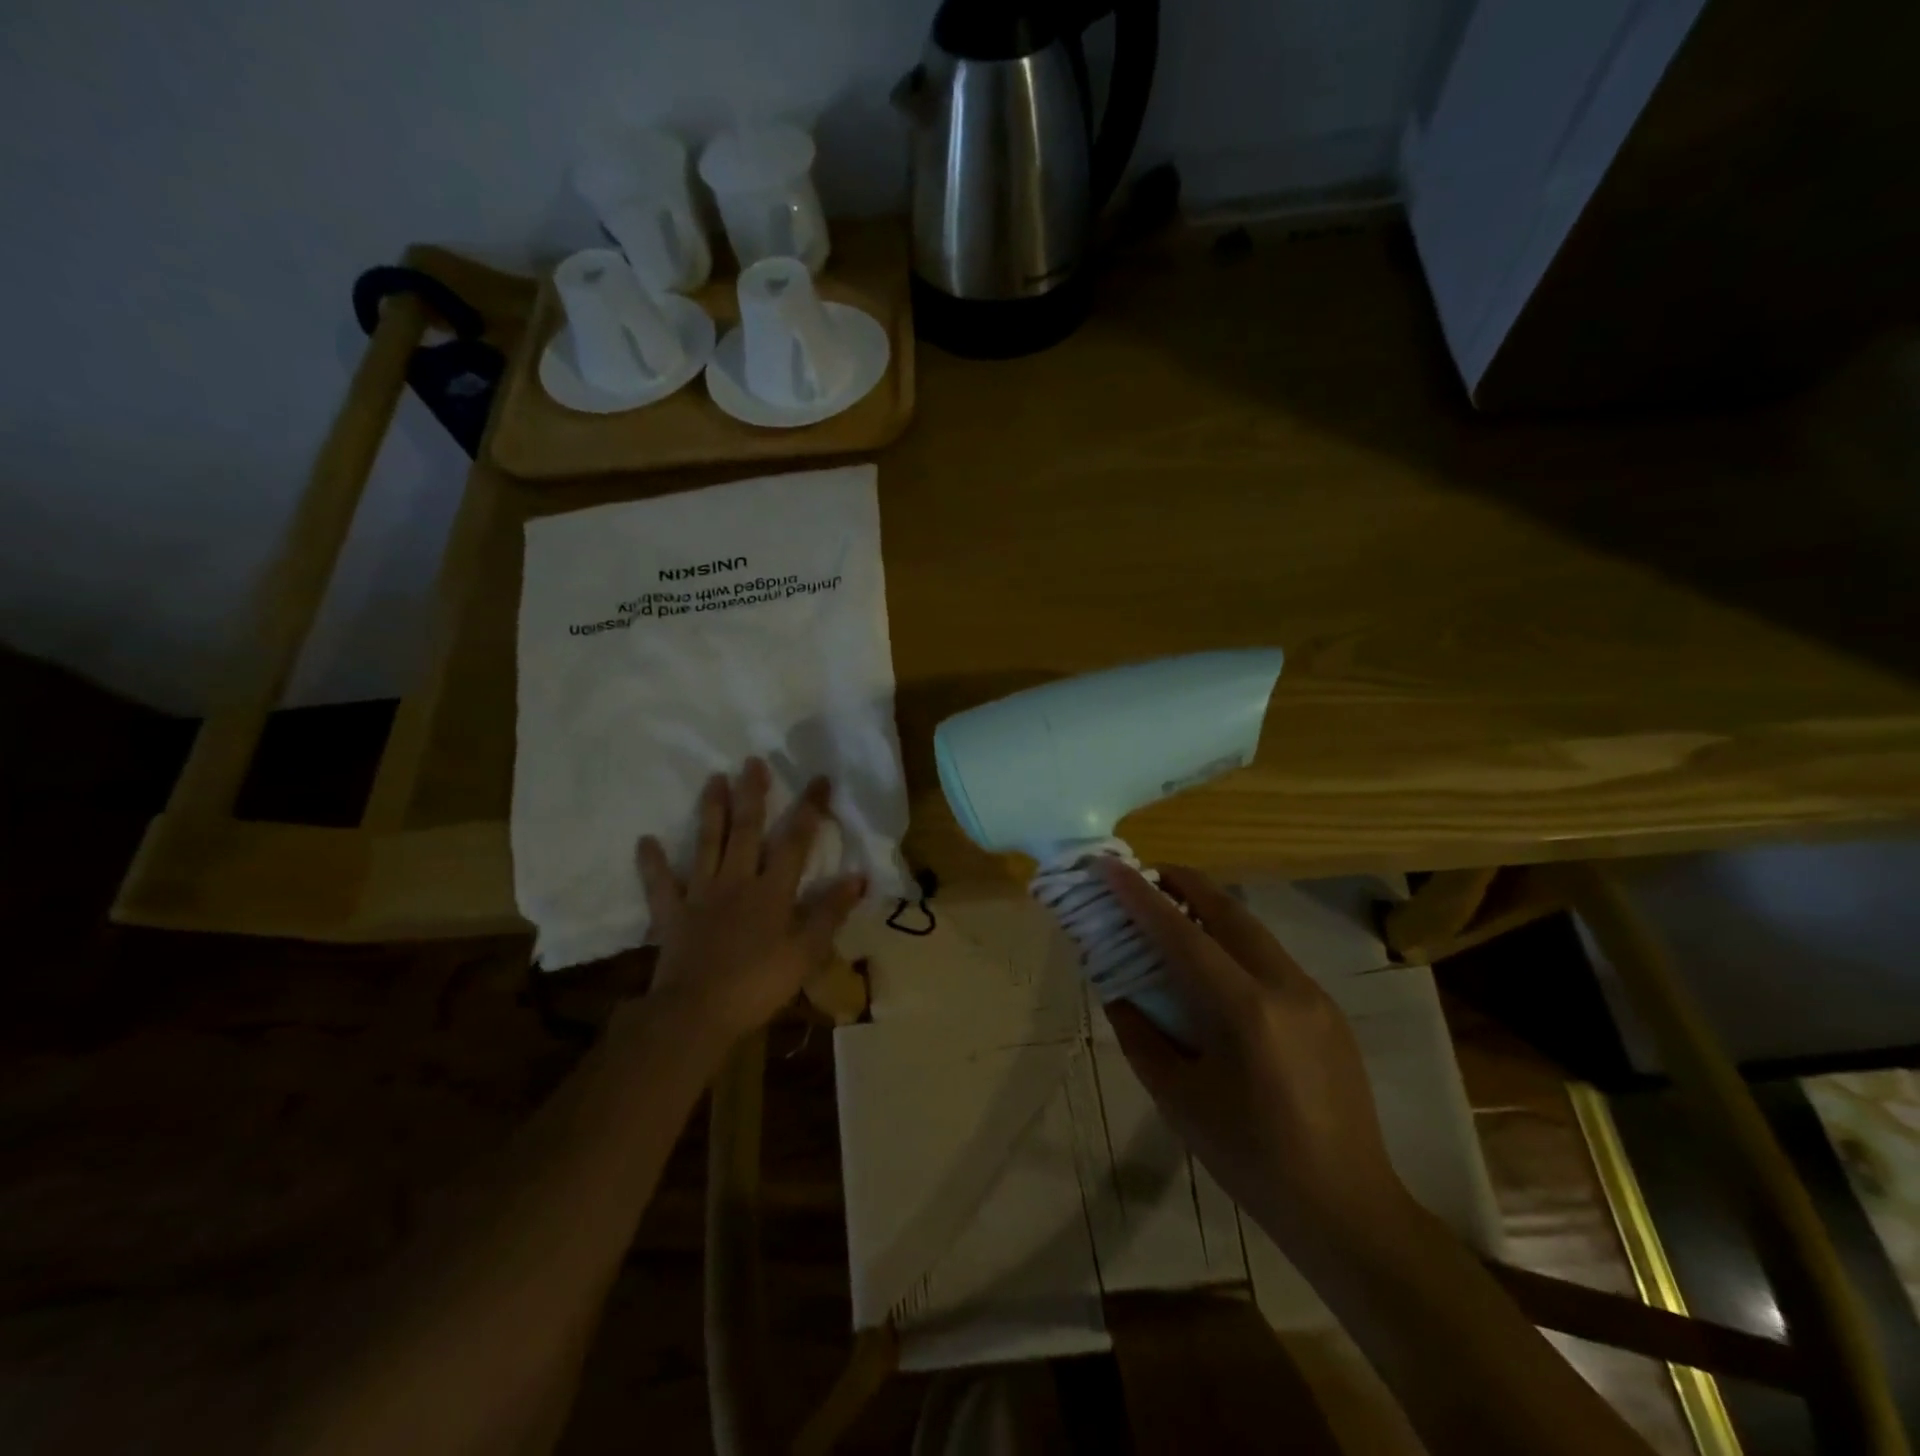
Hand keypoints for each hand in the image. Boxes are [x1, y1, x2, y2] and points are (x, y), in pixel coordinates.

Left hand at [636, 758, 865, 1046]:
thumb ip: (830, 912)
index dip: (809, 808)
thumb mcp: (806, 952)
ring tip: (713, 779)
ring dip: (711, 811)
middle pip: (745, 831)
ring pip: (707, 844)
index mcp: (771, 891)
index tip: (818, 779)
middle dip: (752, 795)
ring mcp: (701, 895)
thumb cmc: (758, 984)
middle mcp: (736, 882)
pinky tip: (644, 841)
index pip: (795, 841)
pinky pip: (660, 884)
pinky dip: (652, 863)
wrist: (696, 1013)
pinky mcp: (672, 915)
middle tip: (752, 761)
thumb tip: (858, 877)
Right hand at [1097, 862, 1408, 1240]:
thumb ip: (1140, 1033)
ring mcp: (1314, 994)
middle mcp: (1285, 986)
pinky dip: (1235, 943)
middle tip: (1146, 875)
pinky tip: (1216, 968)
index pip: (1182, 934)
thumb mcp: (1178, 1098)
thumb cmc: (1251, 1158)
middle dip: (1183, 883)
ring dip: (1211, 910)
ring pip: (1253, 930)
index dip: (1141, 896)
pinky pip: (1271, 957)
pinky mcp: (1328, 1009)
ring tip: (1174, 913)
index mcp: (1245, 1010)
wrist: (1347, 1207)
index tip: (1110, 865)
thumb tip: (1118, 988)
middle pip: (1228, 911)